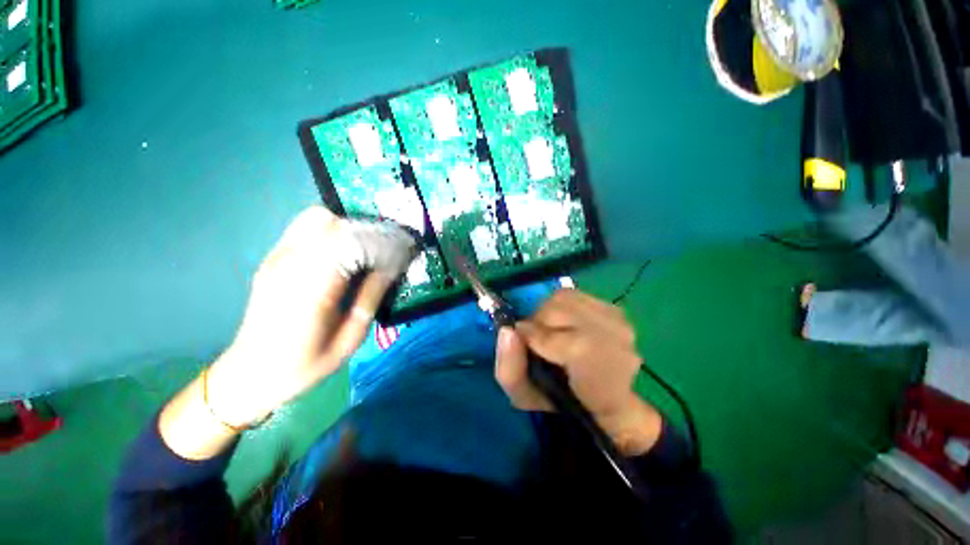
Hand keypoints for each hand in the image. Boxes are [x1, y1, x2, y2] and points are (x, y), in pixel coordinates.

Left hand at [205, 206, 400, 426]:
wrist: (252, 371)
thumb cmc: (305, 364)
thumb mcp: (349, 341)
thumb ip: (369, 300)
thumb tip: (390, 269)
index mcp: (309, 290)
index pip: (348, 244)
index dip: (380, 242)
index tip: (402, 249)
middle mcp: (289, 264)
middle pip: (333, 223)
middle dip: (369, 232)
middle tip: (388, 249)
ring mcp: (278, 257)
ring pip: (318, 218)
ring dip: (349, 227)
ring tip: (367, 248)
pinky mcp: (274, 257)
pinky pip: (306, 227)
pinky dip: (332, 229)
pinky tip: (344, 249)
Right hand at [494, 289, 661, 455]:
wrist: (602, 397)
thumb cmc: (561, 400)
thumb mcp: (525, 396)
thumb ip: (510, 368)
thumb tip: (507, 330)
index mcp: (601, 378)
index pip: (566, 344)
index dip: (535, 338)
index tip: (524, 343)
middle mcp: (618, 344)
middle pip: (560, 310)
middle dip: (539, 321)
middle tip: (537, 338)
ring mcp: (620, 322)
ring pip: (565, 297)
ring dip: (548, 311)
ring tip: (551, 330)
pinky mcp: (615, 309)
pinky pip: (575, 294)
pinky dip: (561, 305)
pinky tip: (565, 323)